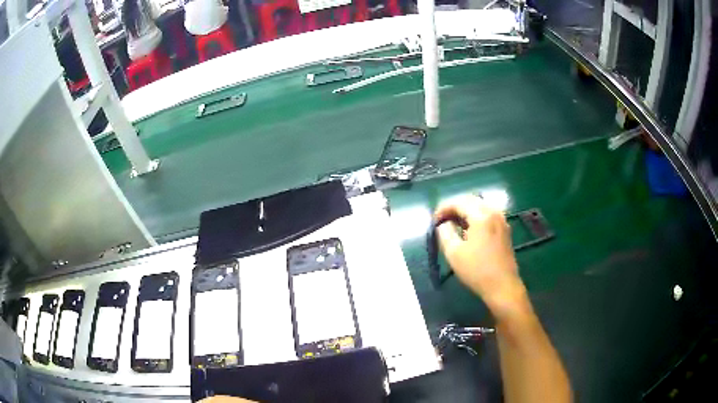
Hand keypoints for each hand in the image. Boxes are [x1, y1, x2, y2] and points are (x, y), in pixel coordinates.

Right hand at [435, 195, 526, 316]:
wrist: (502, 286)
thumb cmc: (477, 270)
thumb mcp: (453, 252)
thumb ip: (445, 232)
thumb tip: (443, 223)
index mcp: (482, 215)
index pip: (459, 202)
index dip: (443, 208)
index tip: (434, 221)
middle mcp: (494, 212)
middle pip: (471, 200)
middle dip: (454, 207)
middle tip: (442, 221)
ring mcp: (502, 220)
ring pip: (480, 206)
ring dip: (465, 211)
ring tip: (453, 225)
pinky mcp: (505, 229)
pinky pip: (488, 214)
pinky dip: (475, 217)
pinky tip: (468, 230)